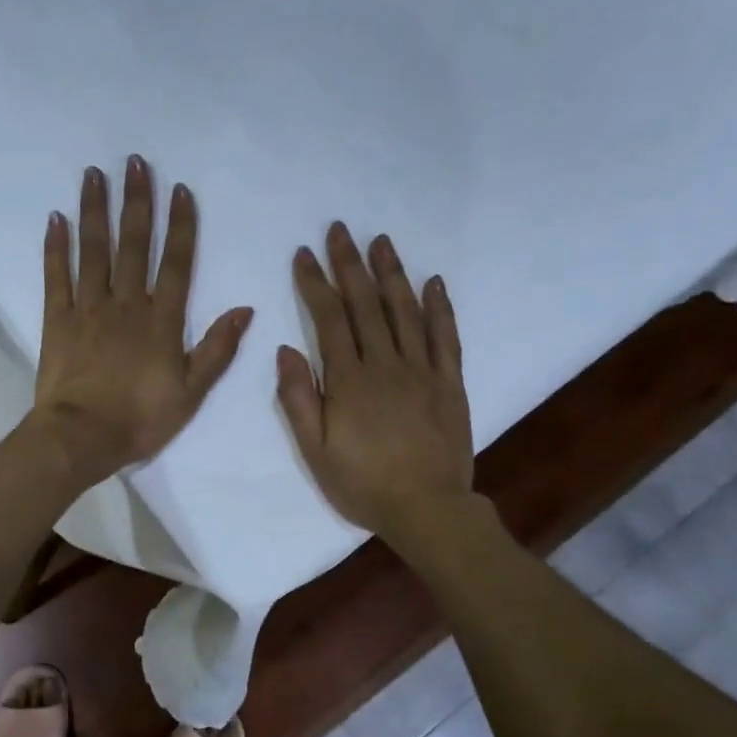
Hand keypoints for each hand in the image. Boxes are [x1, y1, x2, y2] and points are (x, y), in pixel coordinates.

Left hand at [28, 155, 252, 484]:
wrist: (82, 437)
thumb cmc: (141, 419)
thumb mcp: (192, 392)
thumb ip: (217, 348)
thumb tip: (245, 309)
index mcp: (162, 320)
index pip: (177, 263)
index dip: (181, 225)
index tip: (180, 189)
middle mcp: (126, 303)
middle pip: (134, 244)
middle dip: (137, 201)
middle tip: (135, 161)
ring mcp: (88, 308)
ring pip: (94, 250)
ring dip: (95, 211)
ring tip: (95, 174)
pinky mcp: (56, 320)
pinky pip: (56, 276)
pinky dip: (55, 247)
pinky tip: (56, 218)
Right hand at [277, 223, 475, 537]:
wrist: (426, 508)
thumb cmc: (362, 484)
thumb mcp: (315, 450)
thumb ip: (299, 399)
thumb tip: (286, 350)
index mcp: (349, 380)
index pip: (329, 319)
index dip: (315, 283)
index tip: (304, 253)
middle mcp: (385, 364)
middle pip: (366, 305)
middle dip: (350, 264)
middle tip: (340, 229)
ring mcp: (422, 370)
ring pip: (405, 311)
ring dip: (391, 273)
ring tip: (381, 240)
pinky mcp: (449, 383)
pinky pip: (445, 337)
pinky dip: (439, 308)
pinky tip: (433, 282)